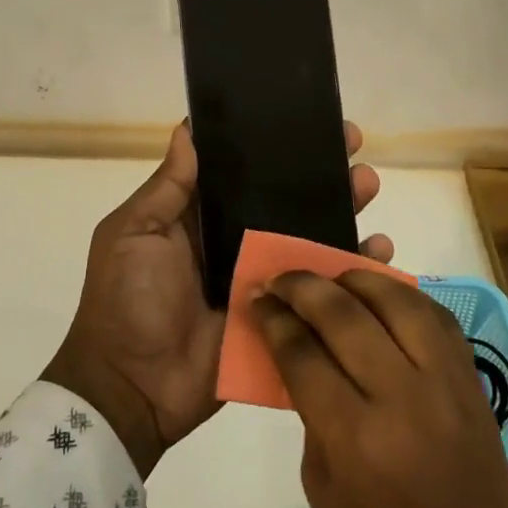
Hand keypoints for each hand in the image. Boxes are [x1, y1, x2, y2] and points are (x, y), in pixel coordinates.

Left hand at [43, 120, 392, 476]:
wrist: (134, 387)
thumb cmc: (127, 299)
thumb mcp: (134, 233)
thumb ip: (168, 186)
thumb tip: (188, 128)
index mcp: (201, 217)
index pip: (244, 171)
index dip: (273, 146)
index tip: (306, 119)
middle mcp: (237, 240)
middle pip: (286, 199)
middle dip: (318, 171)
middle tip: (351, 145)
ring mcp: (263, 279)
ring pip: (310, 236)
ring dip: (342, 209)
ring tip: (368, 186)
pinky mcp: (283, 317)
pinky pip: (321, 289)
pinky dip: (351, 269)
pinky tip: (379, 249)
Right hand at [255, 269, 507, 507]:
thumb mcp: (320, 486)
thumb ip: (310, 409)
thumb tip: (299, 348)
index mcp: (355, 438)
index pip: (302, 352)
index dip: (274, 318)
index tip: (258, 298)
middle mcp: (402, 398)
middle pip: (345, 315)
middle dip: (304, 287)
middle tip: (283, 279)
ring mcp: (445, 384)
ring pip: (398, 300)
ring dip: (358, 278)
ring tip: (334, 277)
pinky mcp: (473, 381)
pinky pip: (438, 317)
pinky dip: (406, 297)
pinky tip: (383, 297)